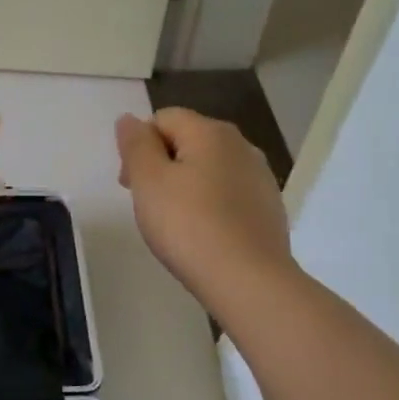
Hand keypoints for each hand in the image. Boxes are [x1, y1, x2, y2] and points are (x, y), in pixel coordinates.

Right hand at [116, 108, 293, 309]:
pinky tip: (204, 234)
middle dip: (161, 165)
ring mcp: (260, 177)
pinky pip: (228, 194)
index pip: (163, 119)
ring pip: (209, 169)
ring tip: (175, 223)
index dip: (139, 147)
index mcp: (211, 132)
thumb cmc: (189, 226)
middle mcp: (241, 145)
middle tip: (148, 205)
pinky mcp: (269, 207)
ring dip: (186, 185)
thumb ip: (135, 145)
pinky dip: (210, 205)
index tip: (130, 185)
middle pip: (188, 141)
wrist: (248, 280)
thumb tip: (129, 119)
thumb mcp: (148, 181)